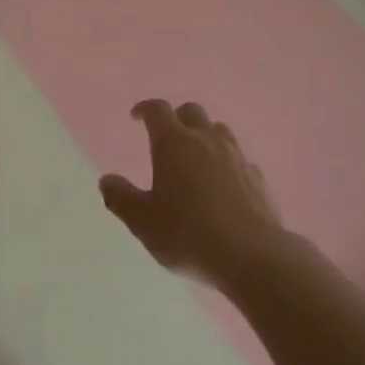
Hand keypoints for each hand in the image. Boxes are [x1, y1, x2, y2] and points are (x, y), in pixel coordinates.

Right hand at [99, 100, 285, 289]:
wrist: (251, 255)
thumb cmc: (188, 235)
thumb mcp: (143, 222)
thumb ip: (121, 198)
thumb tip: (106, 180)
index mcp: (174, 143)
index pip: (158, 110)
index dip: (145, 109)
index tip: (136, 117)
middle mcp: (206, 140)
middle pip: (191, 112)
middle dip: (176, 118)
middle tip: (166, 137)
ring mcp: (236, 156)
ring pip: (219, 130)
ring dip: (204, 135)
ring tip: (195, 157)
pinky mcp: (258, 177)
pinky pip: (239, 158)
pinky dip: (226, 162)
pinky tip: (223, 184)